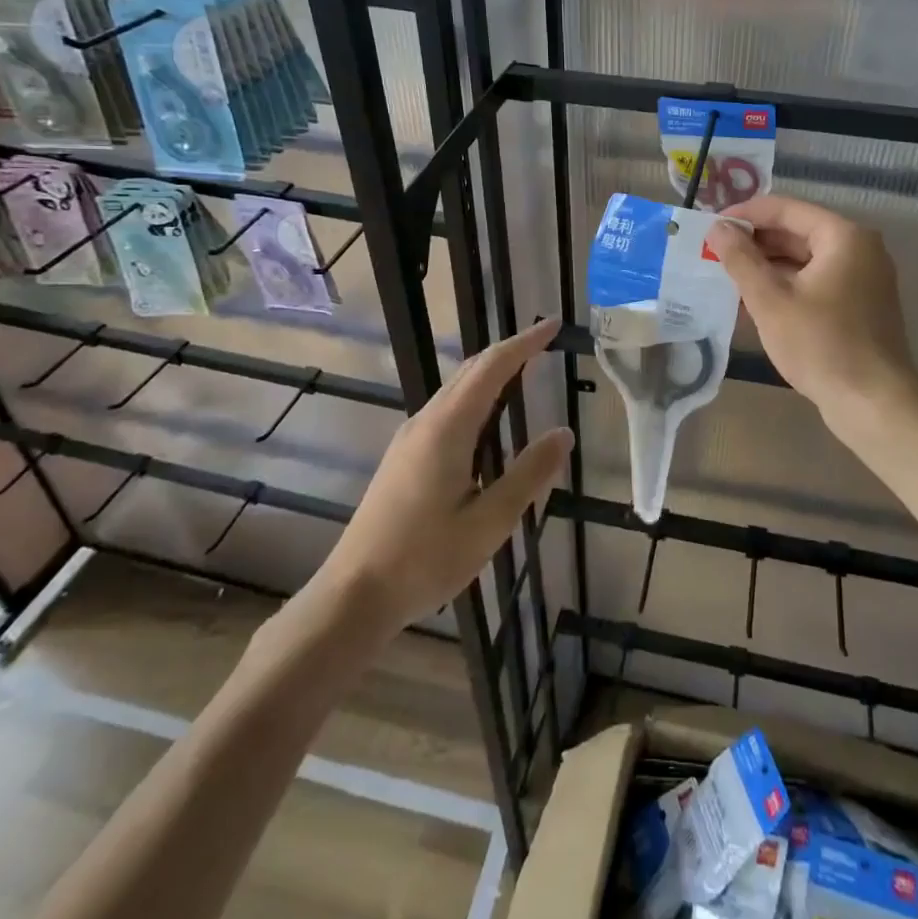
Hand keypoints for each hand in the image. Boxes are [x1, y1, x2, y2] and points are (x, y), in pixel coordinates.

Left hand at [307, 317, 572, 636]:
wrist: (353, 594)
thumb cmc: (425, 559)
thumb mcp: (489, 522)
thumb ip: (528, 474)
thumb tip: (564, 433)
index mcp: (448, 428)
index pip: (493, 367)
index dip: (525, 342)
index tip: (553, 324)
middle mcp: (426, 421)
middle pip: (471, 370)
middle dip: (510, 351)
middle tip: (546, 342)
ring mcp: (410, 438)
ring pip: (456, 389)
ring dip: (491, 373)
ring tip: (525, 373)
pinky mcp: (403, 457)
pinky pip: (447, 409)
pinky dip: (476, 397)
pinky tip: (488, 421)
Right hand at [707, 197, 917, 423]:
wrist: (873, 403)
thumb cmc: (821, 345)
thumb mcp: (770, 300)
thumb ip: (741, 259)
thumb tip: (717, 228)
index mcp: (843, 236)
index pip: (786, 209)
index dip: (745, 214)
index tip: (710, 225)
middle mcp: (859, 248)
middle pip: (798, 231)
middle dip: (755, 241)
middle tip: (713, 251)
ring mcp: (863, 277)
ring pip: (806, 258)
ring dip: (767, 264)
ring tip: (726, 273)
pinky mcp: (860, 304)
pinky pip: (816, 280)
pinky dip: (787, 284)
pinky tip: (754, 299)